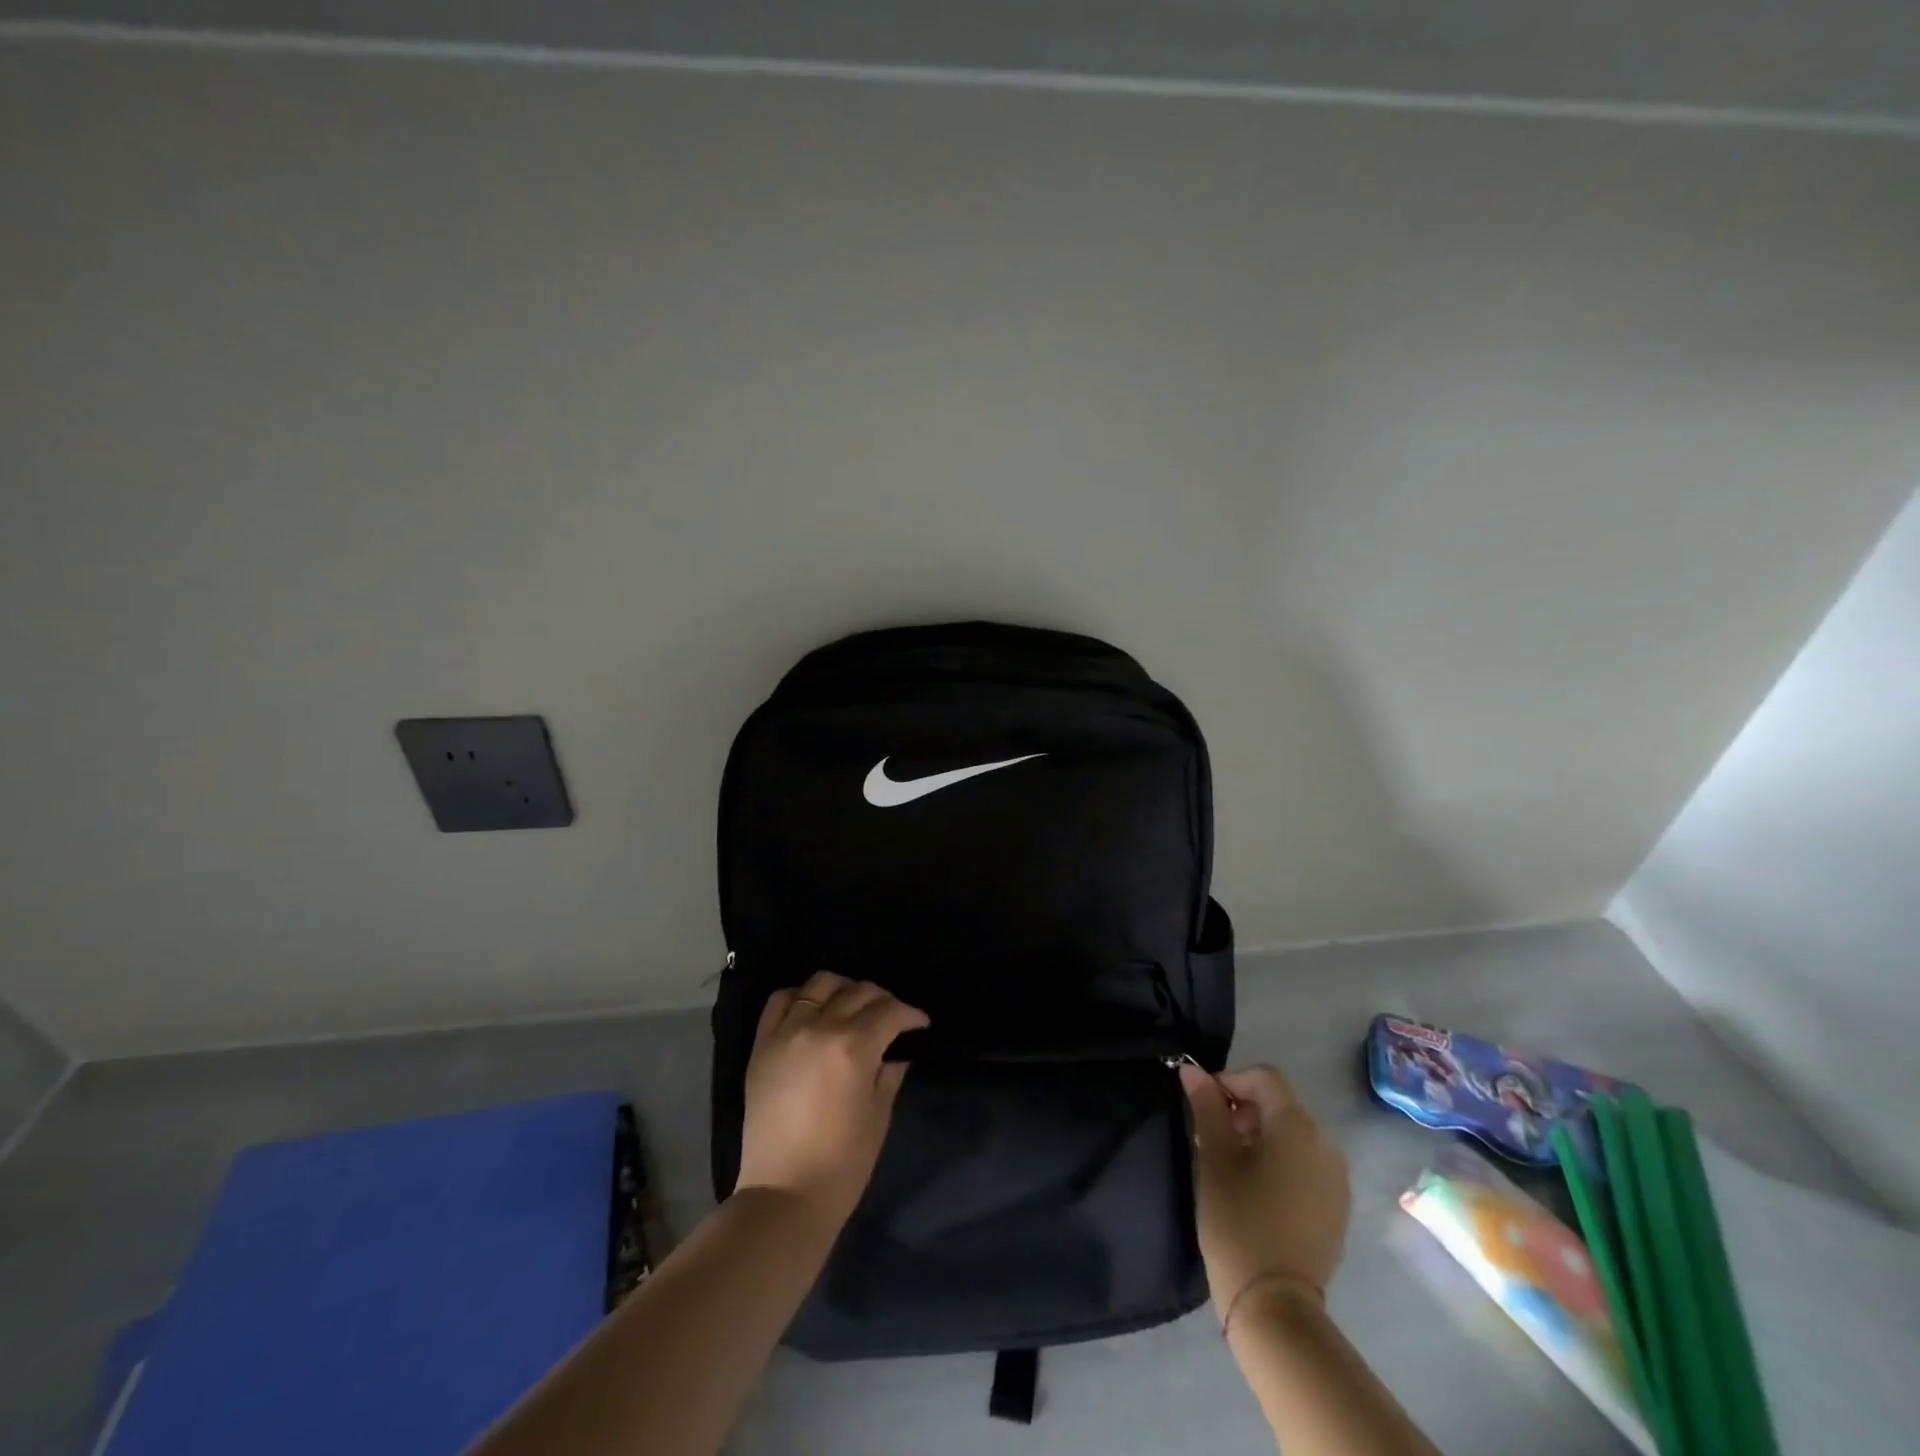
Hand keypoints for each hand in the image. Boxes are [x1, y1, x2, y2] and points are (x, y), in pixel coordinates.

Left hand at [736, 972, 928, 1231]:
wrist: (782, 1196)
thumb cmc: (842, 1164)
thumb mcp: (878, 1116)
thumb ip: (889, 1073)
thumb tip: (897, 1050)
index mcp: (854, 1046)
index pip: (890, 1011)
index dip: (911, 1015)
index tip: (921, 1024)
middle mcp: (820, 1028)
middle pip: (859, 992)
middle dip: (883, 1000)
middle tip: (892, 1018)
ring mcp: (786, 1033)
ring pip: (820, 984)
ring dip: (844, 990)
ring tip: (851, 1008)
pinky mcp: (761, 1045)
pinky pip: (780, 1001)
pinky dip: (800, 997)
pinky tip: (812, 1010)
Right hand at [1180, 1063, 1350, 1319]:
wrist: (1275, 1306)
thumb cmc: (1239, 1222)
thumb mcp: (1215, 1159)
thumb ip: (1206, 1108)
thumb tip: (1192, 1070)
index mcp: (1297, 1127)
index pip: (1263, 1078)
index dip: (1230, 1081)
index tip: (1203, 1106)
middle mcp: (1325, 1144)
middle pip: (1279, 1105)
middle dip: (1243, 1111)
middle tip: (1210, 1139)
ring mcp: (1335, 1179)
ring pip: (1292, 1136)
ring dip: (1259, 1137)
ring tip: (1229, 1166)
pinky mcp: (1336, 1208)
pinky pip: (1305, 1165)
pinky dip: (1279, 1163)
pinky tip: (1255, 1191)